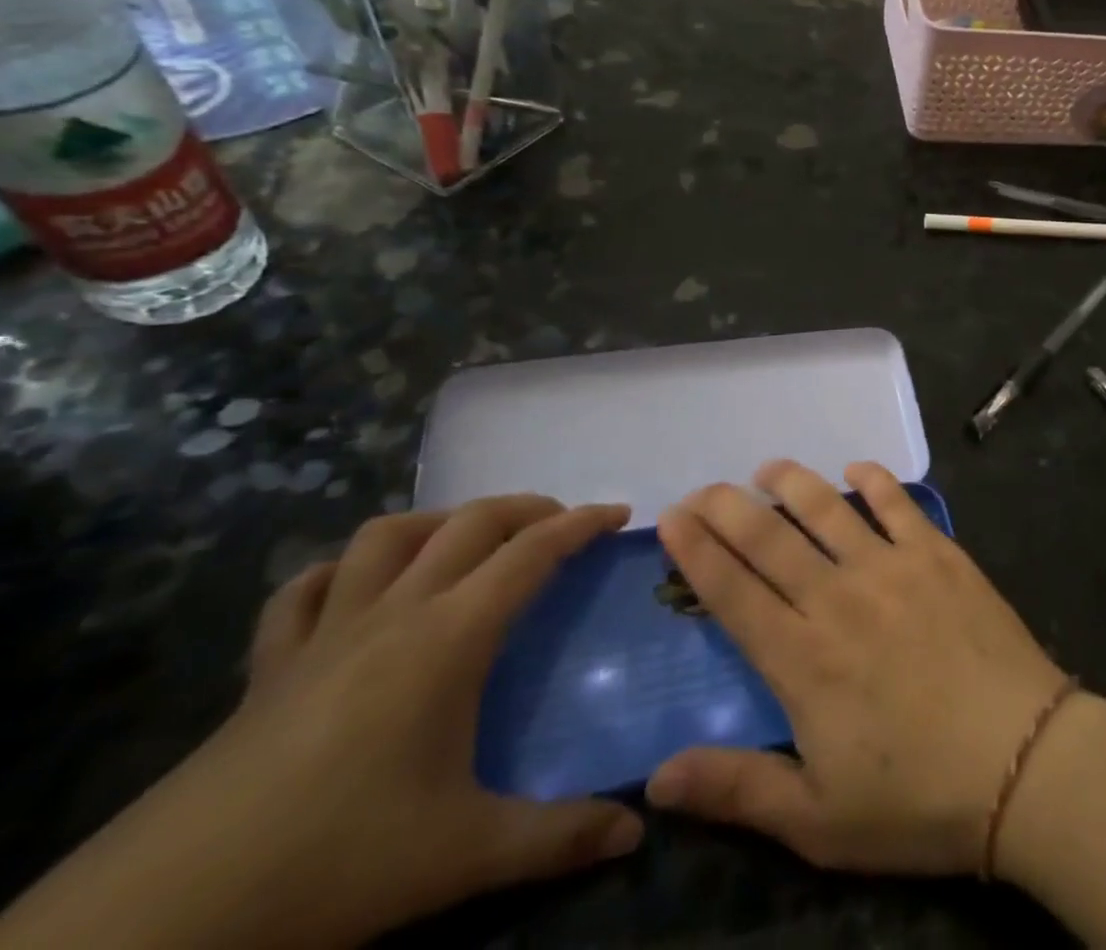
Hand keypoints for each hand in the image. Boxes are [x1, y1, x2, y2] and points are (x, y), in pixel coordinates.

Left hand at [0, 496, 641, 949]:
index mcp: (449, 636)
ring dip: (437, 523)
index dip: (582, 523)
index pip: (533, 551)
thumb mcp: (461, 856)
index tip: (619, 515)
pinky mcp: (266, 668)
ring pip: (385, 537)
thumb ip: (557, 838)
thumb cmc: (332, 862)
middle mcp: (395, 612)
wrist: (157, 920)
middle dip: (526, 509)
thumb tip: (635, 831)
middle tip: (560, 527)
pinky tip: (352, 590)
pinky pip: (302, 592)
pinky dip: (337, 573)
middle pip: (470, 523)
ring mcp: (324, 633)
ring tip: (467, 542)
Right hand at [644, 461, 1068, 875]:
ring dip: (793, 482)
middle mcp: (839, 598)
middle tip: (704, 487)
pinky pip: (898, 503)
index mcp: (802, 659)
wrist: (1021, 760)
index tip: (672, 518)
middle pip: (771, 539)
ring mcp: (892, 567)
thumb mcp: (817, 821)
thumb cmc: (916, 798)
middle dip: (729, 507)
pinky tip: (856, 469)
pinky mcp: (938, 553)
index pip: (733, 592)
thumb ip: (736, 789)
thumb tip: (655, 777)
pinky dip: (874, 479)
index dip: (697, 552)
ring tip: (769, 468)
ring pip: (828, 509)